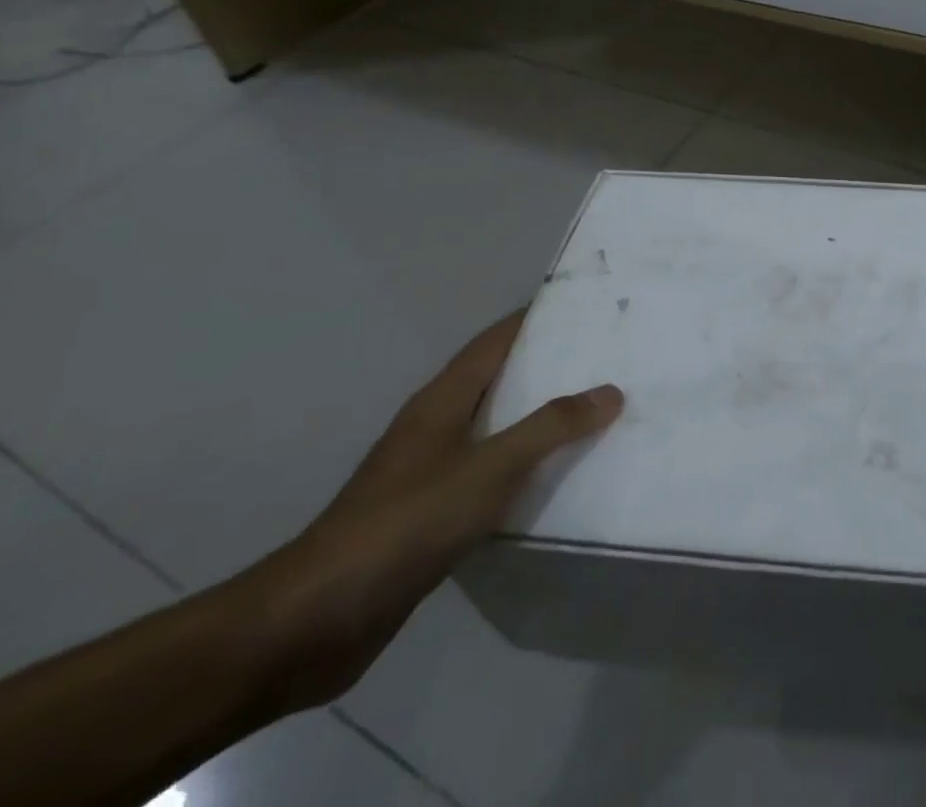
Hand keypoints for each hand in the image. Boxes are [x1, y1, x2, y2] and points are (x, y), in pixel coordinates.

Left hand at [236, 310, 622, 710]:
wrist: (315, 621)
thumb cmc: (406, 523)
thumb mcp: (489, 468)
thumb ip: (551, 428)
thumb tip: (610, 391)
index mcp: (443, 400)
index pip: (496, 340)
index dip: (537, 318)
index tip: (586, 306)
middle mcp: (435, 425)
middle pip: (499, 379)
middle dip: (549, 366)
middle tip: (606, 358)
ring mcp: (428, 471)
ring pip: (496, 428)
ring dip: (539, 418)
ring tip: (594, 412)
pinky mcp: (428, 515)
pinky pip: (489, 474)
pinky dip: (523, 467)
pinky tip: (554, 479)